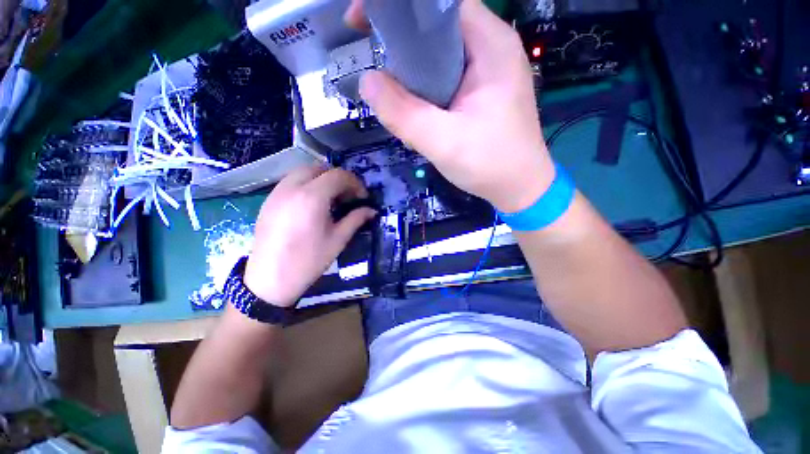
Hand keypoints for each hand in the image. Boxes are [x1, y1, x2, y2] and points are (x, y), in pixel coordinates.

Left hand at [244, 166, 375, 306]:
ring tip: (331, 199)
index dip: (355, 183)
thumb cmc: (308, 261)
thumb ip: (356, 219)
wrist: (270, 280)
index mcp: (312, 197)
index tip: (362, 197)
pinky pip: (291, 182)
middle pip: (320, 168)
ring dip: (322, 179)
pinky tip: (312, 204)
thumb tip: (372, 210)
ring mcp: (277, 192)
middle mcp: (292, 187)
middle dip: (338, 178)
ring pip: (303, 172)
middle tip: (347, 197)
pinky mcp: (269, 200)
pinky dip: (306, 184)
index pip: (338, 175)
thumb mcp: (338, 240)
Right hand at [352, 0, 554, 212]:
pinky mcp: (479, 93)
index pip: (439, 3)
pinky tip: (421, 120)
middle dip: (402, 52)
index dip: (400, 8)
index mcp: (490, 45)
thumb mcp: (444, 142)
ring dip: (412, 80)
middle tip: (384, 84)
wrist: (519, 187)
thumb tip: (367, 81)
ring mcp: (485, 72)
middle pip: (435, 30)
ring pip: (436, 58)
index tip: (364, 23)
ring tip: (404, 113)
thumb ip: (404, 114)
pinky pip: (443, 80)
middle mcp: (490, 49)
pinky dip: (425, 94)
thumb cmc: (490, 164)